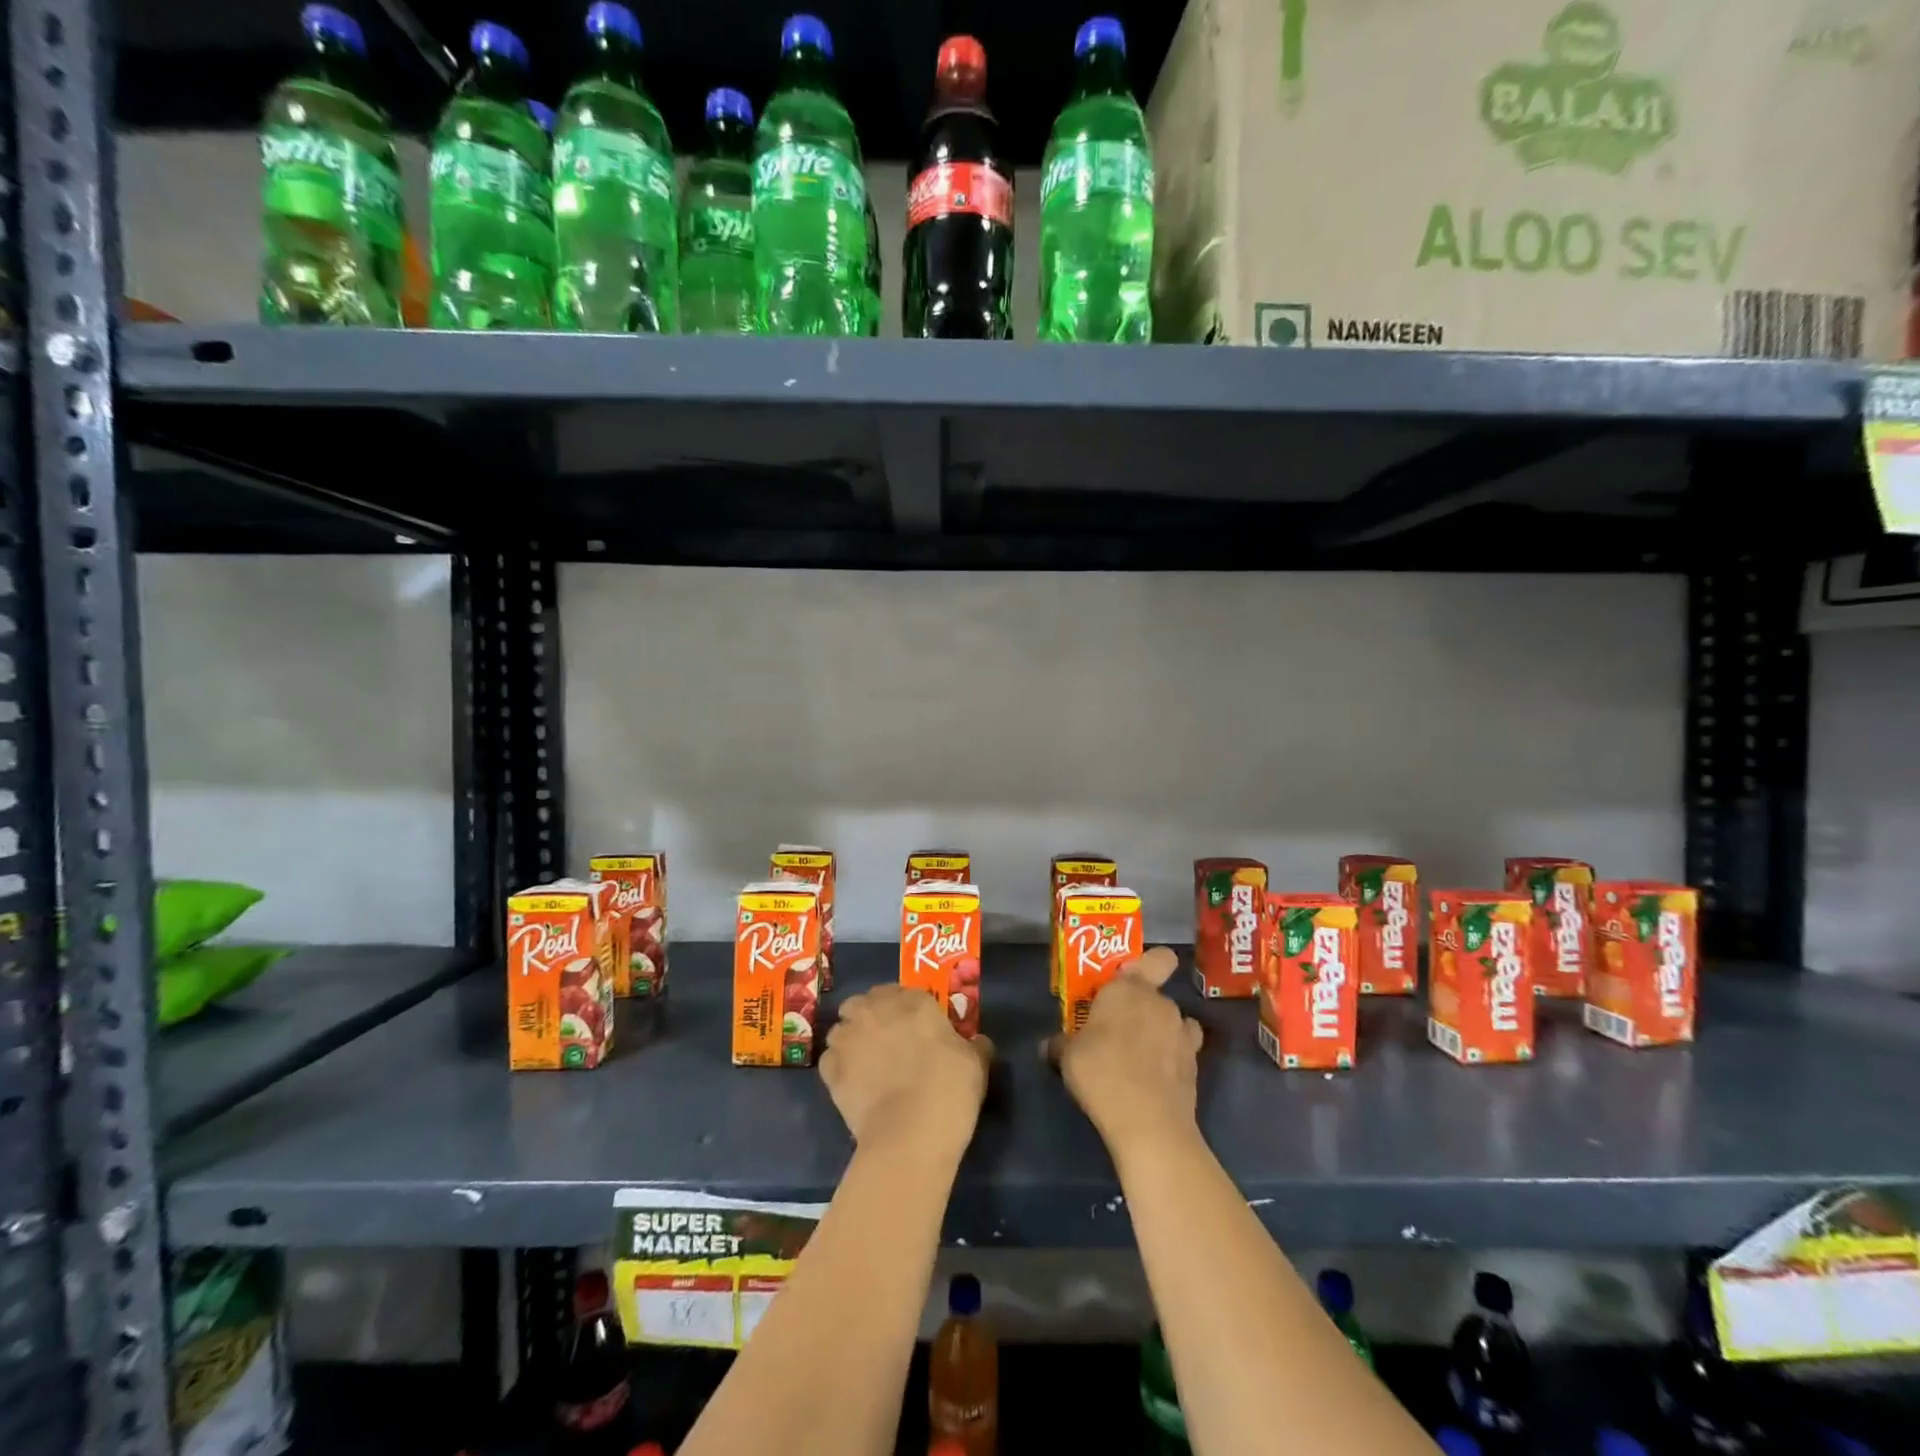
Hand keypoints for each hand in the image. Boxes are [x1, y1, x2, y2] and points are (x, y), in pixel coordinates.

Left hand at [820, 984, 993, 1157]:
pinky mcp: (830, 1069)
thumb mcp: (977, 1063)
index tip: (914, 1026)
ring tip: (865, 1062)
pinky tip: (852, 1084)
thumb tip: (977, 1042)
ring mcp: (848, 1038)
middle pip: (864, 1002)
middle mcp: (875, 1010)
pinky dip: (838, 1067)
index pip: (903, 991)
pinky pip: (830, 1060)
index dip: (906, 1008)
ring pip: (842, 1028)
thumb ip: (975, 1045)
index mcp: (913, 1001)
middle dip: (871, 1015)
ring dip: (851, 1038)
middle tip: (886, 1039)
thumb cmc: (949, 1090)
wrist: (910, 1134)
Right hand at [1047, 946, 1202, 1156]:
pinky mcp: (1195, 1065)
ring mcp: (1183, 1034)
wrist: (1148, 1123)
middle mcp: (1161, 1003)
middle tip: (1117, 1032)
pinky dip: (1172, 1060)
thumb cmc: (1101, 1072)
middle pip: (1155, 996)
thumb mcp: (1067, 1056)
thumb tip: (1048, 1045)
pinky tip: (1155, 1078)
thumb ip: (1060, 1044)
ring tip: (1140, 1057)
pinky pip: (1182, 1051)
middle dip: (1140, 1010)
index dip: (1150, 965)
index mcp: (1129, 989)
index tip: (1130, 981)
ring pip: (1172, 1023)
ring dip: (1160, 1033)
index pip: (1158, 958)